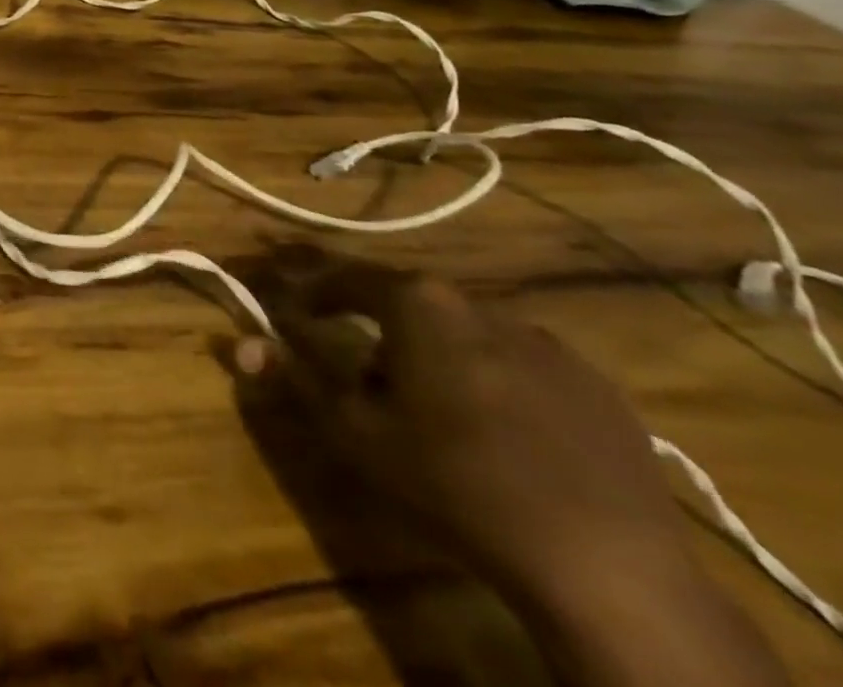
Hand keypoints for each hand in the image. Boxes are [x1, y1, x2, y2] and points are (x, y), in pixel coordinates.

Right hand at [234, 260, 691, 610]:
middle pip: (410, 302)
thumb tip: (238, 342)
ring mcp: (546, 343)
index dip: (313, 288)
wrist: (604, 565)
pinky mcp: (596, 385)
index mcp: (419, 303)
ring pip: (468, 333)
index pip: (346, 276)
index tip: (292, 304)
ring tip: (437, 412)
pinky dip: (498, 383)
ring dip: (439, 355)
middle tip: (364, 373)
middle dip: (379, 328)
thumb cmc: (453, 481)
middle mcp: (480, 304)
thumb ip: (294, 377)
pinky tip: (504, 435)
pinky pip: (525, 367)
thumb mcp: (355, 432)